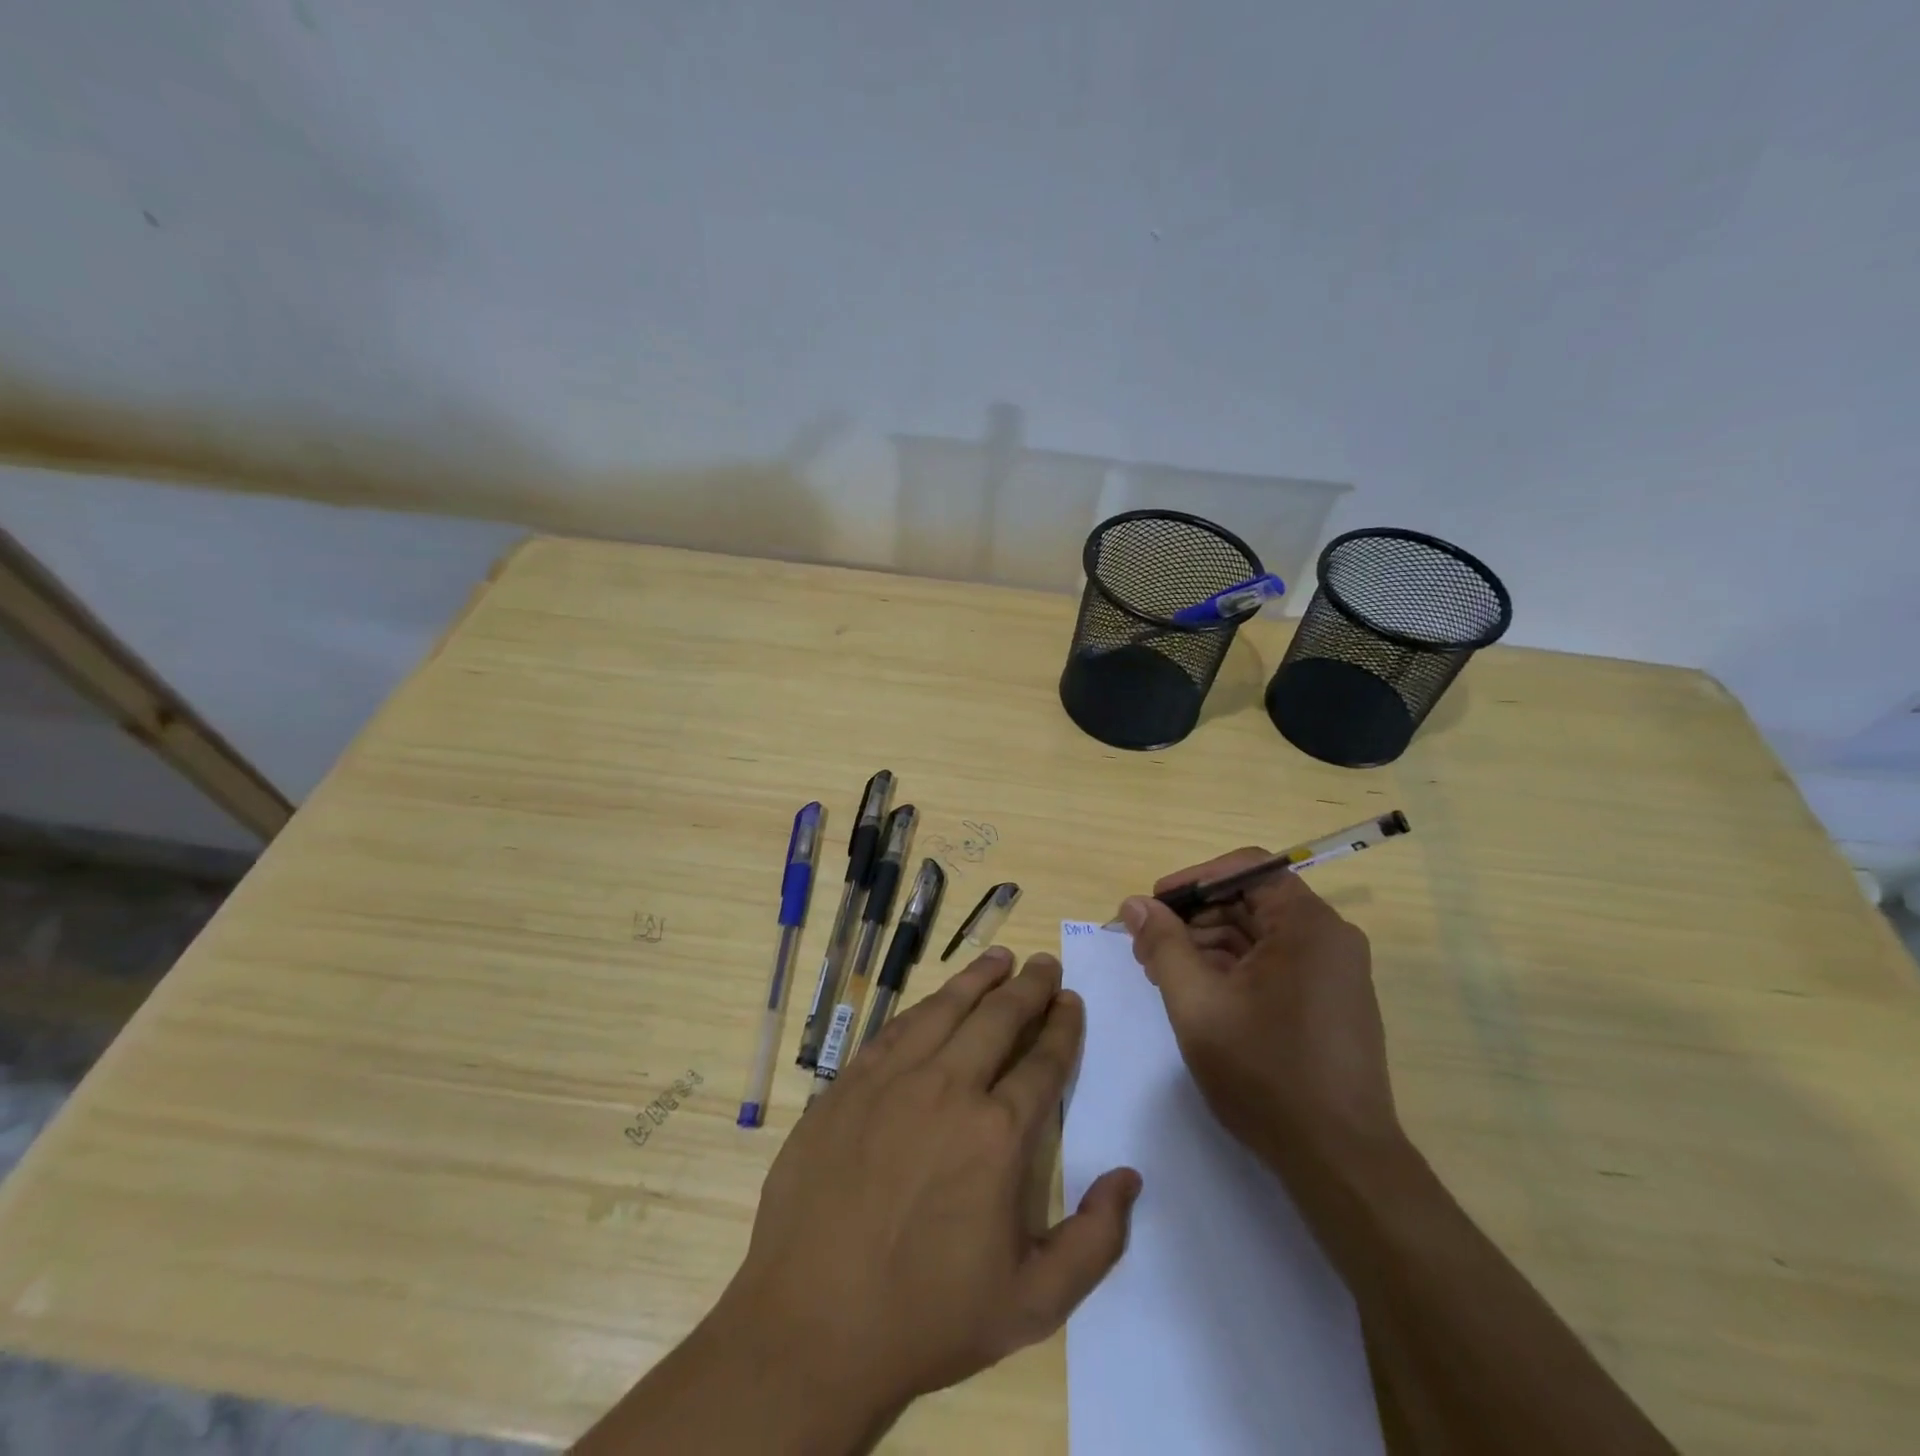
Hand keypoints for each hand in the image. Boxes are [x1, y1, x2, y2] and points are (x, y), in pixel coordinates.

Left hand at [717, 947, 1140, 1417]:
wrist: (810, 1324)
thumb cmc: (926, 1318)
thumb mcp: (1032, 1304)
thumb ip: (1095, 1241)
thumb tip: (1129, 1177)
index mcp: (997, 1135)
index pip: (1043, 1061)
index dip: (1062, 1027)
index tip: (1071, 1002)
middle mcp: (948, 1088)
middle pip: (998, 1018)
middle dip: (1029, 987)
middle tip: (1044, 964)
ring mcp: (892, 1080)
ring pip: (946, 1009)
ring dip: (978, 979)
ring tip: (1000, 958)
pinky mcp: (848, 1083)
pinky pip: (896, 1029)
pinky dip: (925, 1007)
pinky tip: (936, 1000)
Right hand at [1118, 850, 1399, 1179]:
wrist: (1340, 1162)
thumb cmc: (1265, 1073)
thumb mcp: (1197, 1003)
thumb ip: (1163, 944)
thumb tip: (1133, 903)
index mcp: (1307, 924)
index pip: (1244, 868)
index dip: (1191, 881)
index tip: (1151, 906)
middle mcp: (1329, 938)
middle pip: (1250, 901)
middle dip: (1193, 919)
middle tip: (1146, 947)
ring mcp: (1334, 973)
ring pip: (1258, 936)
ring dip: (1207, 946)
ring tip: (1163, 973)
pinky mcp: (1330, 1003)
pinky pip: (1274, 964)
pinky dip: (1233, 970)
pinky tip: (1198, 993)